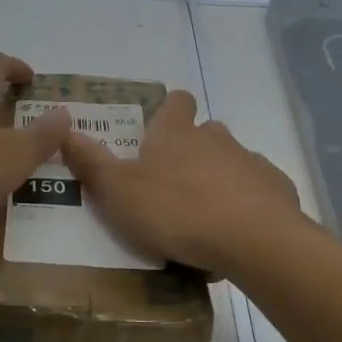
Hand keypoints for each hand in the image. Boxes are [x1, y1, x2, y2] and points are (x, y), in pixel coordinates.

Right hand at [60, 89, 309, 277]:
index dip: (169, 110)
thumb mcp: (118, 190)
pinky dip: (246, 207)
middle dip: (191, 153)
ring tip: (203, 220)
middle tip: (172, 188)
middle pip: (204, 133)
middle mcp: (216, 138)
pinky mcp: (277, 190)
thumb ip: (91, 162)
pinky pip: (257, 193)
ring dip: (218, 182)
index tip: (158, 130)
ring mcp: (250, 162)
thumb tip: (65, 130)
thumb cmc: (177, 210)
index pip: (176, 101)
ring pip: (231, 163)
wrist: (253, 240)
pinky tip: (235, 236)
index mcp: (177, 133)